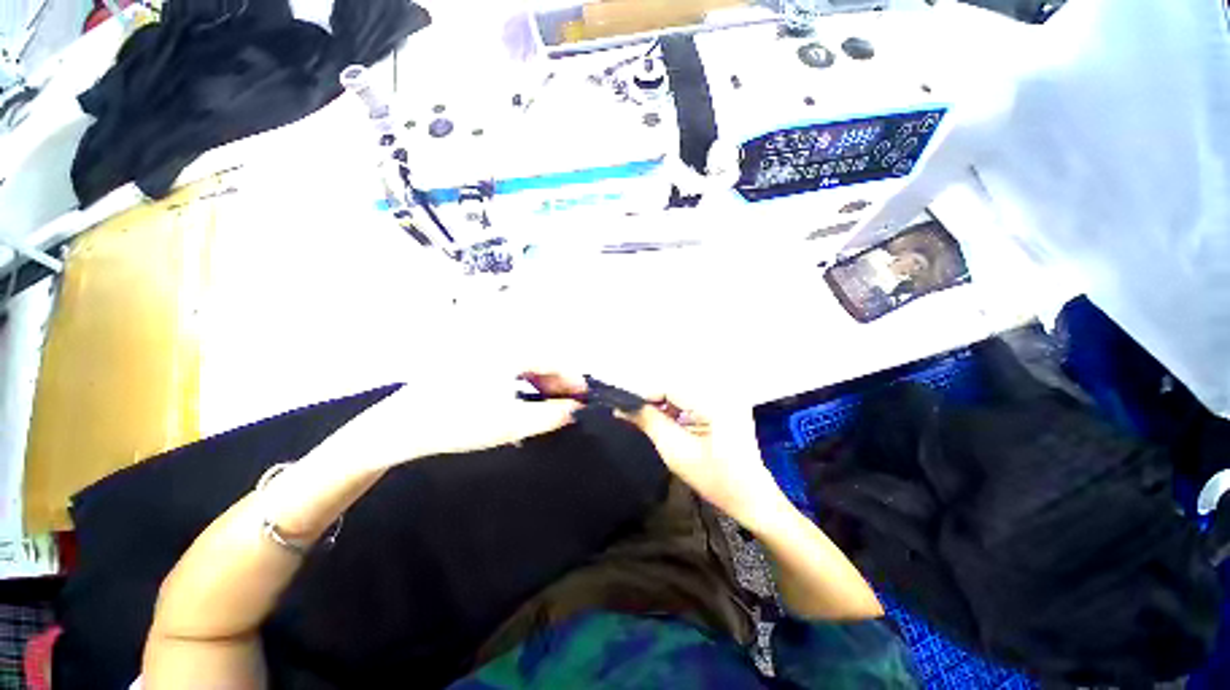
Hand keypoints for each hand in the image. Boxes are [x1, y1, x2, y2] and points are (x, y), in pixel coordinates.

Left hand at [303, 367, 583, 473]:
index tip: (583, 397)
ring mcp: (484, 347)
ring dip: (541, 379)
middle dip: (558, 380)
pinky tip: (524, 395)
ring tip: (548, 402)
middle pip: (541, 356)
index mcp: (508, 350)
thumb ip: (548, 416)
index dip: (572, 378)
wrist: (401, 425)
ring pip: (526, 358)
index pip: (552, 358)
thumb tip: (575, 410)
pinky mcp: (473, 355)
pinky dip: (523, 377)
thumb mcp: (509, 424)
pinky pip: (510, 362)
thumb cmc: (457, 423)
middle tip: (566, 403)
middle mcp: (498, 341)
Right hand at [525, 373, 789, 529]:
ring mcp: (727, 397)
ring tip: (646, 420)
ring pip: (682, 392)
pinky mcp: (725, 404)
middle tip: (631, 415)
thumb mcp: (676, 452)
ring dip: (663, 404)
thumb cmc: (716, 480)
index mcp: (716, 402)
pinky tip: (667, 422)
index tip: (622, 407)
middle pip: (676, 387)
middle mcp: (723, 392)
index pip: (670, 387)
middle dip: (652, 400)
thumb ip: (649, 422)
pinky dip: (676, 408)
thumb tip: (622, 406)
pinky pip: (693, 399)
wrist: (753, 499)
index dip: (644, 395)